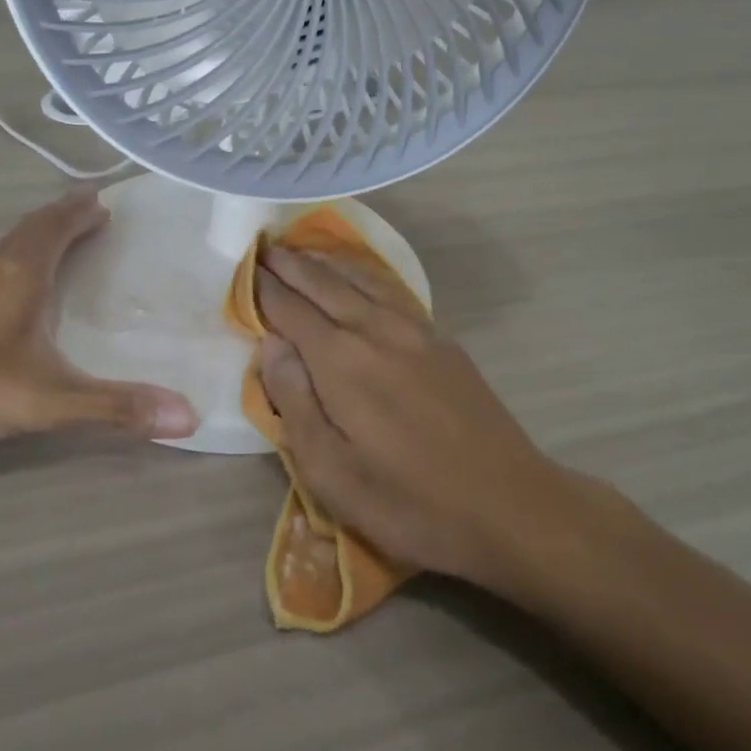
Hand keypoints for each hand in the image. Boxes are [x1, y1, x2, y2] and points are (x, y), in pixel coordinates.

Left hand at [0, 188, 198, 449]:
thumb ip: (114, 407)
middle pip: (30, 230)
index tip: (102, 200)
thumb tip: (190, 416)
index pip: (56, 225)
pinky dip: (6, 267)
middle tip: (89, 216)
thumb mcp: (47, 400)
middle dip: (62, 220)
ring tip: (54, 250)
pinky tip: (1, 296)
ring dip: (32, 242)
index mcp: (17, 271)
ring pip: (1, 250)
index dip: (81, 211)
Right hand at [254, 245, 586, 589]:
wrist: (507, 505)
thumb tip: (270, 344)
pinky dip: (360, 274)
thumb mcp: (331, 472)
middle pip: (322, 283)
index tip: (243, 269)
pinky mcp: (439, 338)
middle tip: (263, 246)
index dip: (263, 288)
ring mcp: (412, 328)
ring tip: (300, 251)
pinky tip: (356, 277)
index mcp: (340, 360)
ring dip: (323, 262)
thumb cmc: (408, 500)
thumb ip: (294, 401)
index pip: (289, 309)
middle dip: (289, 264)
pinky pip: (388, 289)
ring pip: (357, 279)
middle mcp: (373, 328)